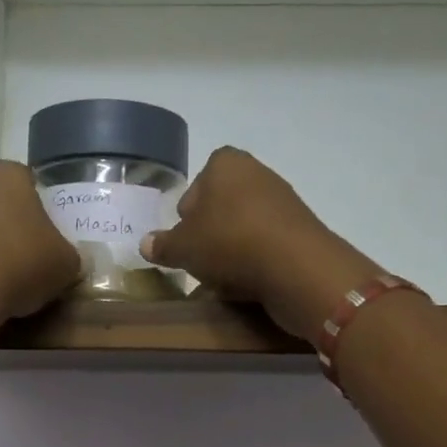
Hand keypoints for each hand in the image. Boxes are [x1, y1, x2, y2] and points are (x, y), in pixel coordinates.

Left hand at [0, 160, 79, 323]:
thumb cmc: (22, 261)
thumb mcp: (66, 263)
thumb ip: (69, 255)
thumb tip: (64, 260)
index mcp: (7, 173)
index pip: (32, 184)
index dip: (44, 212)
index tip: (51, 239)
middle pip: (2, 204)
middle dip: (15, 228)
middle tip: (33, 259)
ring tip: (7, 281)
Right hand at [141, 147, 382, 339]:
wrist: (296, 266)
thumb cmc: (229, 242)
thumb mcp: (183, 247)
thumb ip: (162, 245)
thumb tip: (145, 244)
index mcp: (225, 163)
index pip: (198, 183)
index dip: (187, 214)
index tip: (185, 240)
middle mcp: (257, 172)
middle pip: (222, 206)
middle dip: (211, 232)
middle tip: (201, 260)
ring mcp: (283, 200)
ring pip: (244, 227)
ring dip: (233, 249)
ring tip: (224, 278)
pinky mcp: (301, 229)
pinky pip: (267, 244)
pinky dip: (256, 260)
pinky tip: (249, 283)